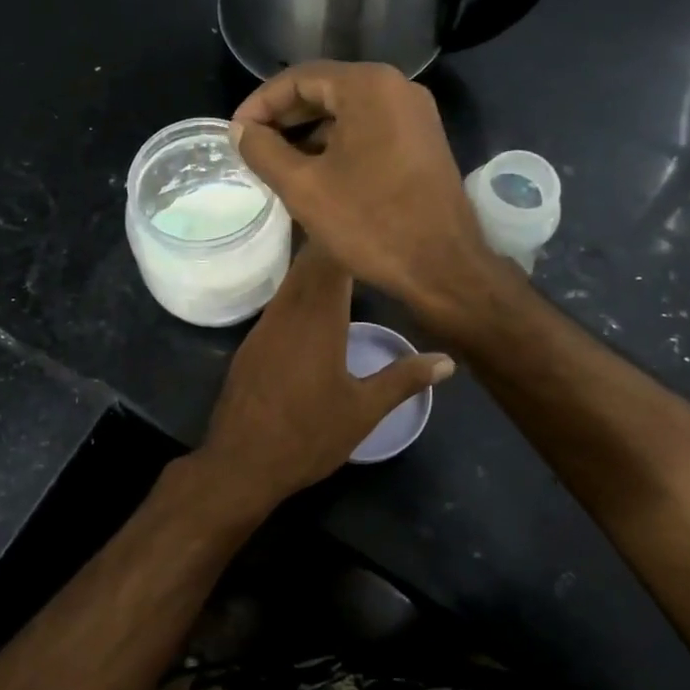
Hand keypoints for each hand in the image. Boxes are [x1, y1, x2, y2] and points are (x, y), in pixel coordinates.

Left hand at [197, 244, 452, 512]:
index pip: (331, 260)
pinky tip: (313, 307)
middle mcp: (287, 312)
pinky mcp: (251, 344)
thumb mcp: (364, 411)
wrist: (241, 463)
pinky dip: (298, 293)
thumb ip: (404, 379)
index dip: (349, 238)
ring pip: (291, 283)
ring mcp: (264, 327)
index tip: (373, 226)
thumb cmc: (308, 435)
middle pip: (308, 264)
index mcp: (317, 318)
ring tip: (346, 265)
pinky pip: (278, 304)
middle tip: (366, 239)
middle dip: (334, 248)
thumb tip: (447, 360)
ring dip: (314, 270)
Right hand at [231, 62, 499, 321]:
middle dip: (284, 118)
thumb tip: (240, 130)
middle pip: (325, 89)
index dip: (260, 104)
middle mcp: (396, 88)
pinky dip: (337, 145)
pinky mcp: (422, 142)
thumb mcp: (304, 187)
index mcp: (368, 87)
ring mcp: (415, 116)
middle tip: (252, 147)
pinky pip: (369, 130)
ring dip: (309, 133)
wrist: (444, 267)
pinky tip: (315, 174)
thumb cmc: (370, 223)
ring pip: (348, 112)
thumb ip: (263, 151)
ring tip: (277, 164)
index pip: (299, 78)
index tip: (235, 134)